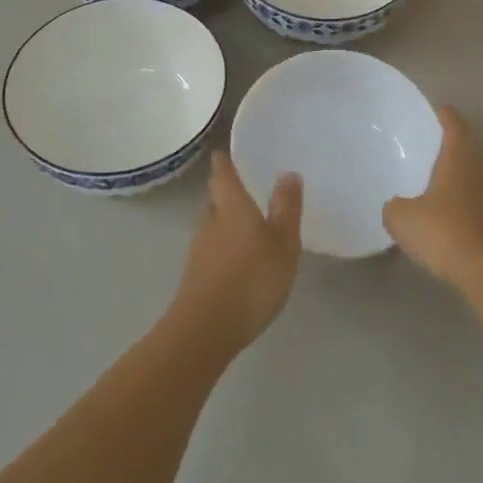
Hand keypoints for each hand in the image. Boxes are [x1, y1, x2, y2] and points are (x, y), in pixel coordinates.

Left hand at [170, 152, 302, 354]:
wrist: (206, 330)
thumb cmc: (250, 278)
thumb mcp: (282, 243)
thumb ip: (286, 208)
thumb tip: (287, 172)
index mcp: (230, 206)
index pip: (222, 174)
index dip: (223, 161)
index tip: (226, 151)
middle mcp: (210, 221)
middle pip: (216, 199)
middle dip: (229, 194)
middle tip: (250, 190)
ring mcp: (199, 250)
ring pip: (214, 225)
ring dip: (228, 222)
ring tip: (250, 226)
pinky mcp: (196, 276)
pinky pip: (213, 250)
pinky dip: (226, 247)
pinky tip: (241, 260)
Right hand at [384, 106, 482, 296]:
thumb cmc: (443, 232)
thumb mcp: (401, 218)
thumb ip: (394, 206)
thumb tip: (396, 205)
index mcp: (458, 158)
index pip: (454, 125)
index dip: (445, 116)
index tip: (439, 109)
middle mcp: (481, 169)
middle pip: (469, 147)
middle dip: (455, 144)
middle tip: (435, 143)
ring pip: (477, 173)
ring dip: (463, 172)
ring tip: (442, 177)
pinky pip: (481, 198)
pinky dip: (468, 198)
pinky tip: (453, 211)